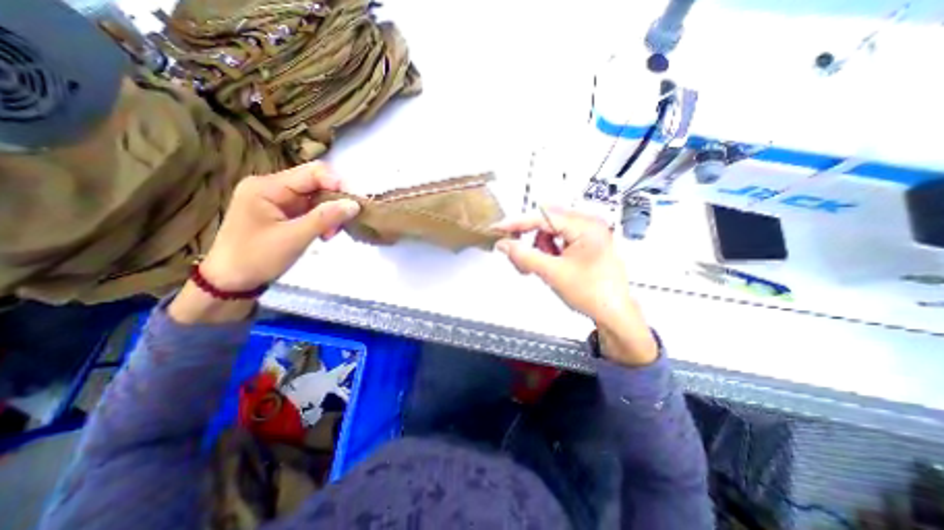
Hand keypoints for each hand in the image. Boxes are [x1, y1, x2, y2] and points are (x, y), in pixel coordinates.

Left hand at [165, 162, 357, 326]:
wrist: (231, 281)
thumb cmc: (257, 258)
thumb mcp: (294, 238)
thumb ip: (325, 218)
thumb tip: (354, 204)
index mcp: (267, 186)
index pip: (312, 172)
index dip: (337, 183)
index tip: (354, 203)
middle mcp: (273, 187)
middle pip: (316, 183)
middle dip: (335, 201)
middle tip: (346, 222)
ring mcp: (279, 200)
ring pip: (317, 197)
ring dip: (331, 213)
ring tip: (332, 233)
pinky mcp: (285, 212)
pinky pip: (312, 209)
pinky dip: (324, 219)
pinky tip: (326, 233)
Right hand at [494, 209, 657, 364]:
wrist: (614, 314)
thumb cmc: (591, 293)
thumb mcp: (553, 273)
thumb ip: (525, 256)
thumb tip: (503, 244)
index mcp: (585, 226)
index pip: (543, 217)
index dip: (517, 223)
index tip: (498, 228)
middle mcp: (588, 223)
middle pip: (547, 223)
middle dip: (531, 240)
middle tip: (520, 258)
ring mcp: (588, 233)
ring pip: (551, 232)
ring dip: (540, 248)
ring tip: (540, 268)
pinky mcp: (586, 243)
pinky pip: (559, 240)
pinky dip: (549, 252)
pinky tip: (549, 266)